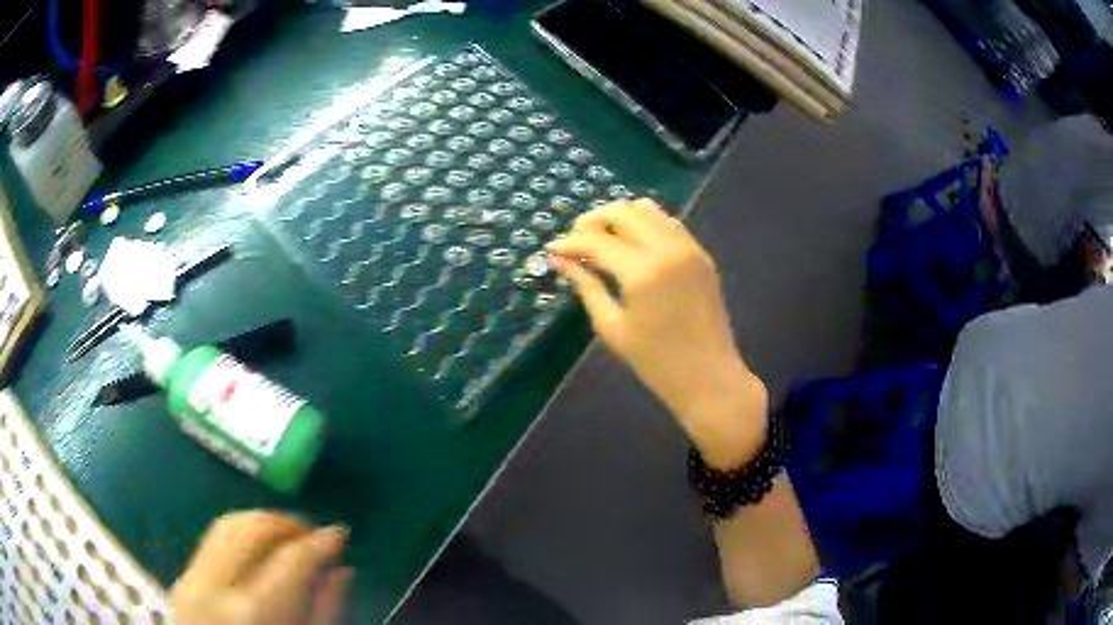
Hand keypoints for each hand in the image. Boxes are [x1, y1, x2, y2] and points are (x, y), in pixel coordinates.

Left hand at [171, 511, 352, 624]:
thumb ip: (326, 610)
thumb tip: (342, 569)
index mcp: (253, 613)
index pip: (289, 559)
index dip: (319, 542)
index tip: (339, 534)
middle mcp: (215, 588)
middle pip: (252, 528)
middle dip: (288, 523)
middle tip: (313, 534)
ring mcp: (192, 579)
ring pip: (227, 525)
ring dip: (262, 522)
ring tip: (288, 537)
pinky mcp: (183, 577)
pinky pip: (213, 539)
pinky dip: (240, 535)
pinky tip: (259, 549)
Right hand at [547, 199, 767, 468]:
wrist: (708, 375)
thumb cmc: (655, 361)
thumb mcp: (611, 326)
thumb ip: (586, 286)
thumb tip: (559, 260)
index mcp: (641, 273)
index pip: (597, 241)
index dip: (570, 242)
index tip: (552, 248)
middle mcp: (666, 249)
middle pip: (622, 211)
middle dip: (593, 221)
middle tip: (576, 241)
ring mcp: (688, 247)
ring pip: (647, 209)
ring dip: (620, 217)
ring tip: (603, 239)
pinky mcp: (700, 253)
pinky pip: (668, 223)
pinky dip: (645, 224)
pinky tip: (633, 246)